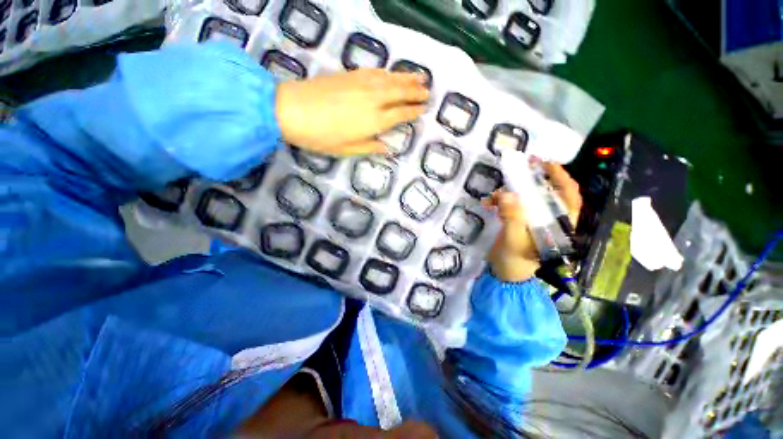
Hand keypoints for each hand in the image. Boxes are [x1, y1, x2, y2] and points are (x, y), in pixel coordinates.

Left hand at [275, 69, 428, 154]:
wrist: (291, 110)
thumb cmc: (320, 136)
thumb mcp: (347, 149)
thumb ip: (370, 147)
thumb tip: (388, 148)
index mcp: (374, 121)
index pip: (400, 114)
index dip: (413, 111)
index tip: (423, 109)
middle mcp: (373, 100)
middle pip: (399, 93)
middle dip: (415, 92)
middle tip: (428, 91)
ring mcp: (362, 84)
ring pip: (390, 79)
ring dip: (407, 78)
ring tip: (420, 76)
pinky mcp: (350, 75)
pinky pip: (375, 72)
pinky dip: (388, 72)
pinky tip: (393, 73)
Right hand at [482, 163, 581, 282]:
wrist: (505, 273)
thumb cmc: (515, 260)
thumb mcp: (514, 239)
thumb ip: (512, 216)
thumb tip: (506, 194)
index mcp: (558, 224)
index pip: (568, 195)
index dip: (561, 177)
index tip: (546, 163)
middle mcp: (549, 219)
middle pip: (546, 193)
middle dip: (532, 180)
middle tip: (520, 168)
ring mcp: (533, 220)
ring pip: (526, 198)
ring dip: (510, 193)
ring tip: (493, 196)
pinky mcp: (519, 221)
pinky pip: (511, 206)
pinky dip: (500, 202)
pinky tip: (488, 203)